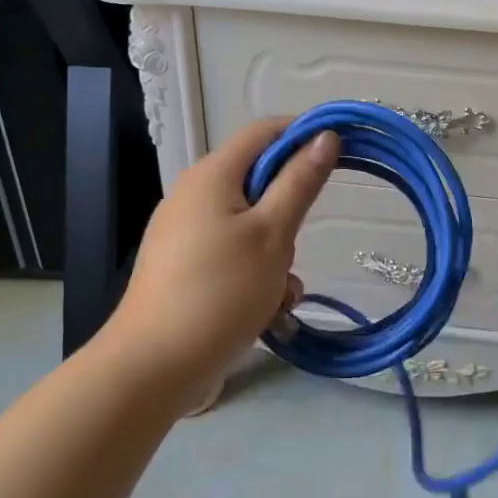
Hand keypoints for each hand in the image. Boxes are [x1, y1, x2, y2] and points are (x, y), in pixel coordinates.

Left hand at [104, 118, 337, 404]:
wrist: (155, 365)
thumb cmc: (220, 291)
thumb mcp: (273, 235)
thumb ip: (300, 182)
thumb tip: (325, 135)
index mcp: (211, 175)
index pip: (264, 131)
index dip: (304, 134)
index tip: (341, 154)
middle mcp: (193, 196)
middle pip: (259, 185)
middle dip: (288, 217)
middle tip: (293, 251)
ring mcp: (185, 235)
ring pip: (251, 228)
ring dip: (275, 257)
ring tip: (277, 295)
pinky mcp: (185, 269)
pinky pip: (233, 257)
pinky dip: (255, 277)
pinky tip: (264, 312)